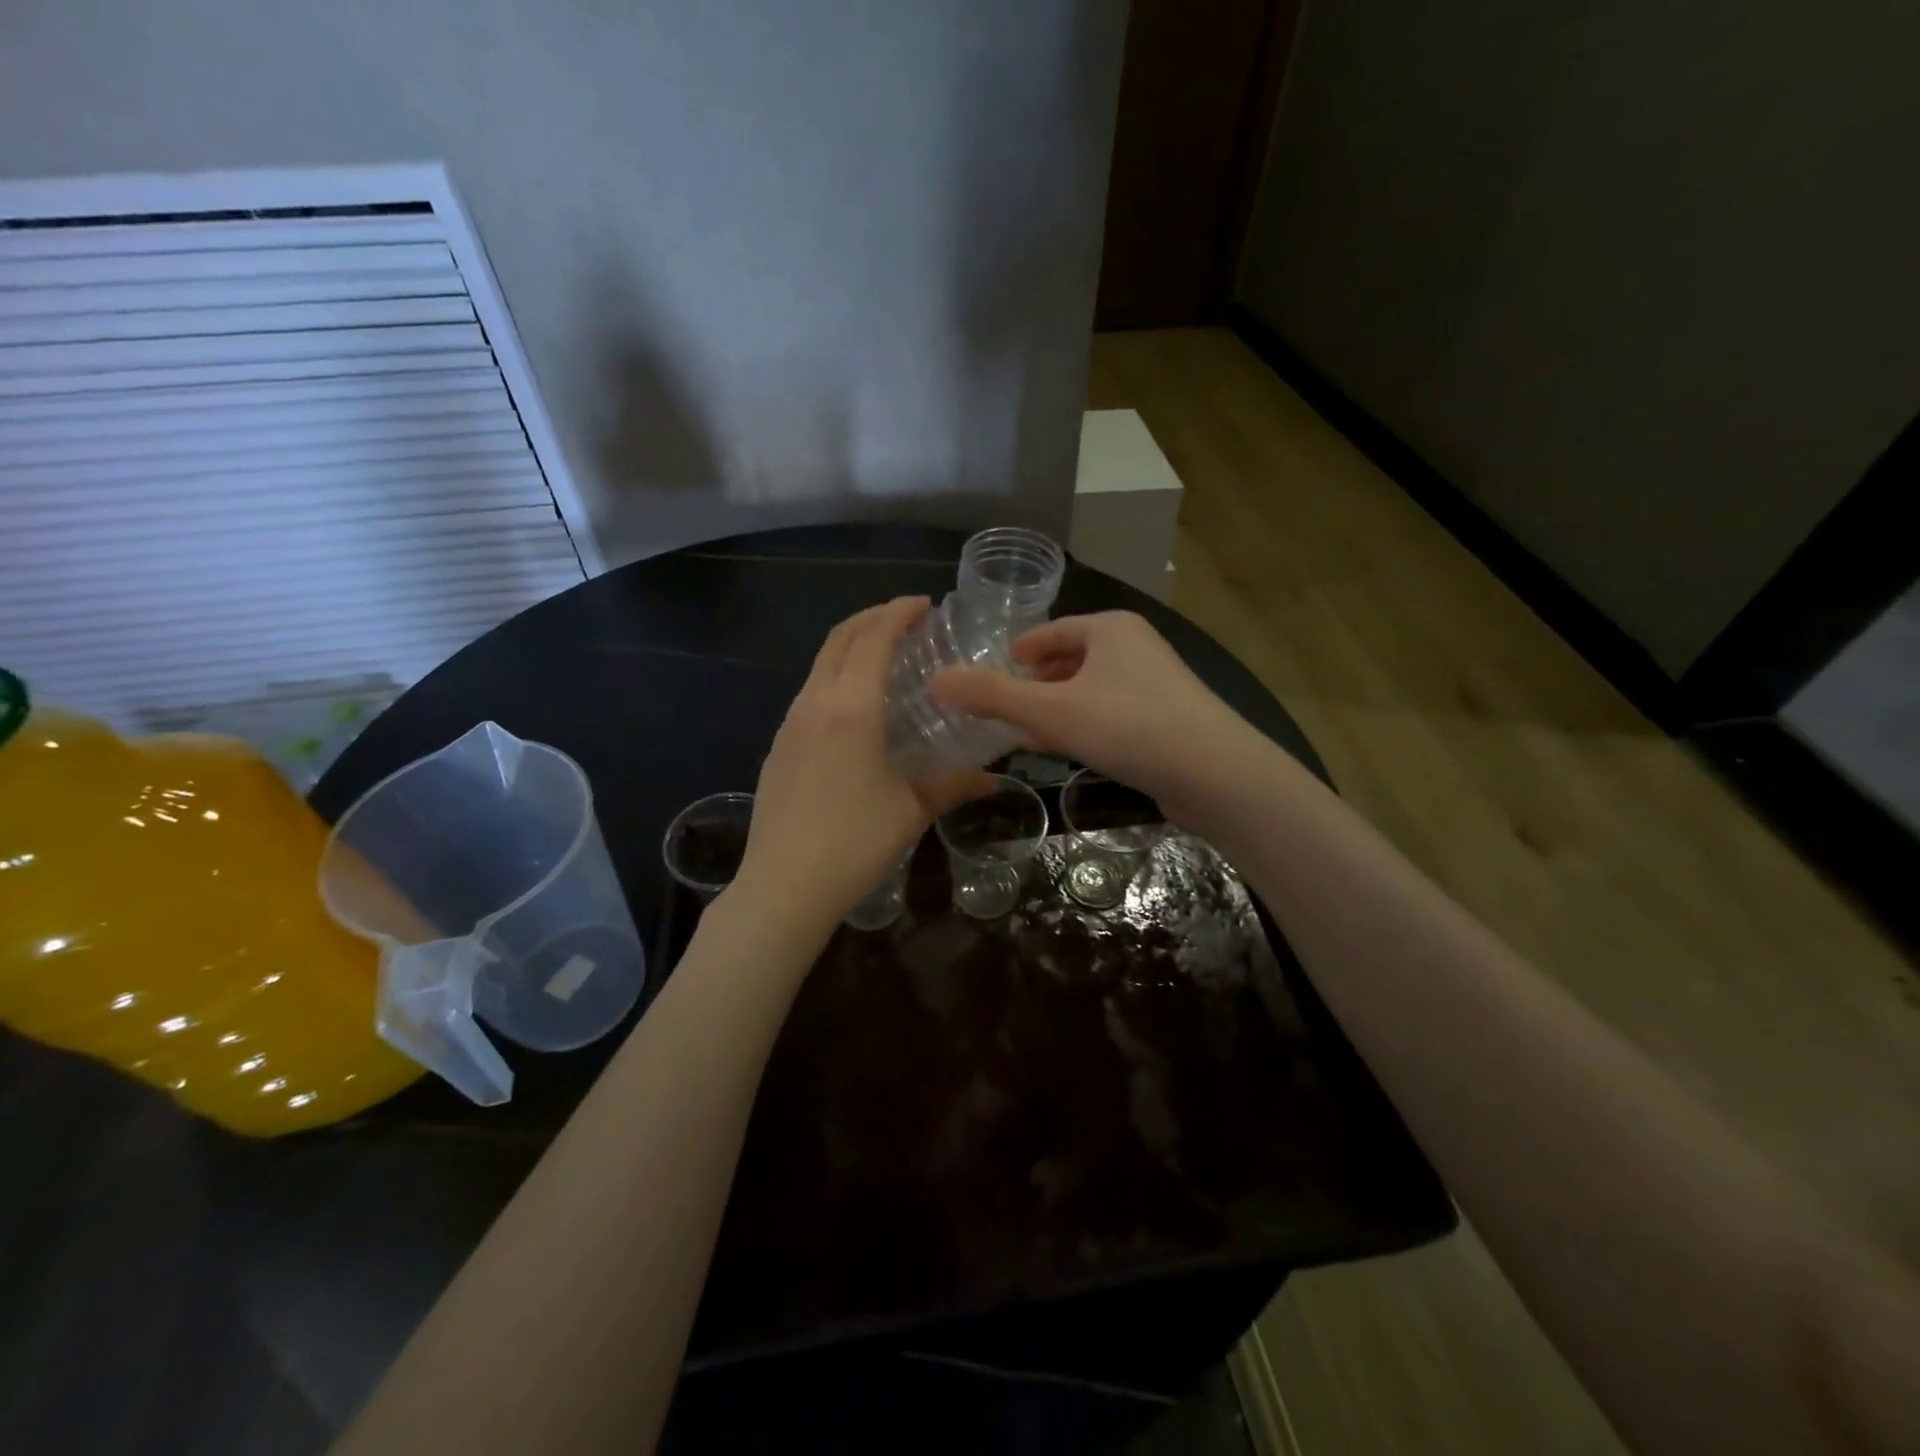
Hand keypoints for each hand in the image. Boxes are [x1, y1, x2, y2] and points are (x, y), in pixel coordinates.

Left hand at [734, 598, 992, 934]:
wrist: (783, 885)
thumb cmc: (854, 842)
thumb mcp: (911, 809)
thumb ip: (953, 785)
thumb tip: (993, 781)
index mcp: (851, 707)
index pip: (874, 638)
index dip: (898, 612)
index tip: (925, 603)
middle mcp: (816, 702)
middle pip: (840, 639)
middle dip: (872, 618)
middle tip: (906, 620)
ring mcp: (790, 723)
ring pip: (820, 664)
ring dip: (851, 646)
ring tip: (884, 657)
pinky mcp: (779, 745)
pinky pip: (810, 692)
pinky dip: (835, 677)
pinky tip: (855, 706)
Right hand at [928, 611, 1257, 817]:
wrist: (1215, 774)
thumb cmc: (1129, 727)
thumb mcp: (1051, 710)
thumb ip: (992, 695)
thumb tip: (935, 680)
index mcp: (1109, 629)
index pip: (1050, 632)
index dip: (1020, 651)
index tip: (995, 671)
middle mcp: (1135, 647)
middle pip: (1070, 660)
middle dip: (1035, 683)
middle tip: (1002, 707)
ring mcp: (1155, 684)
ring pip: (1090, 690)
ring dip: (1057, 708)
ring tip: (1025, 731)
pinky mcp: (1167, 719)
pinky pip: (1111, 714)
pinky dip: (1084, 725)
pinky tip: (1068, 750)